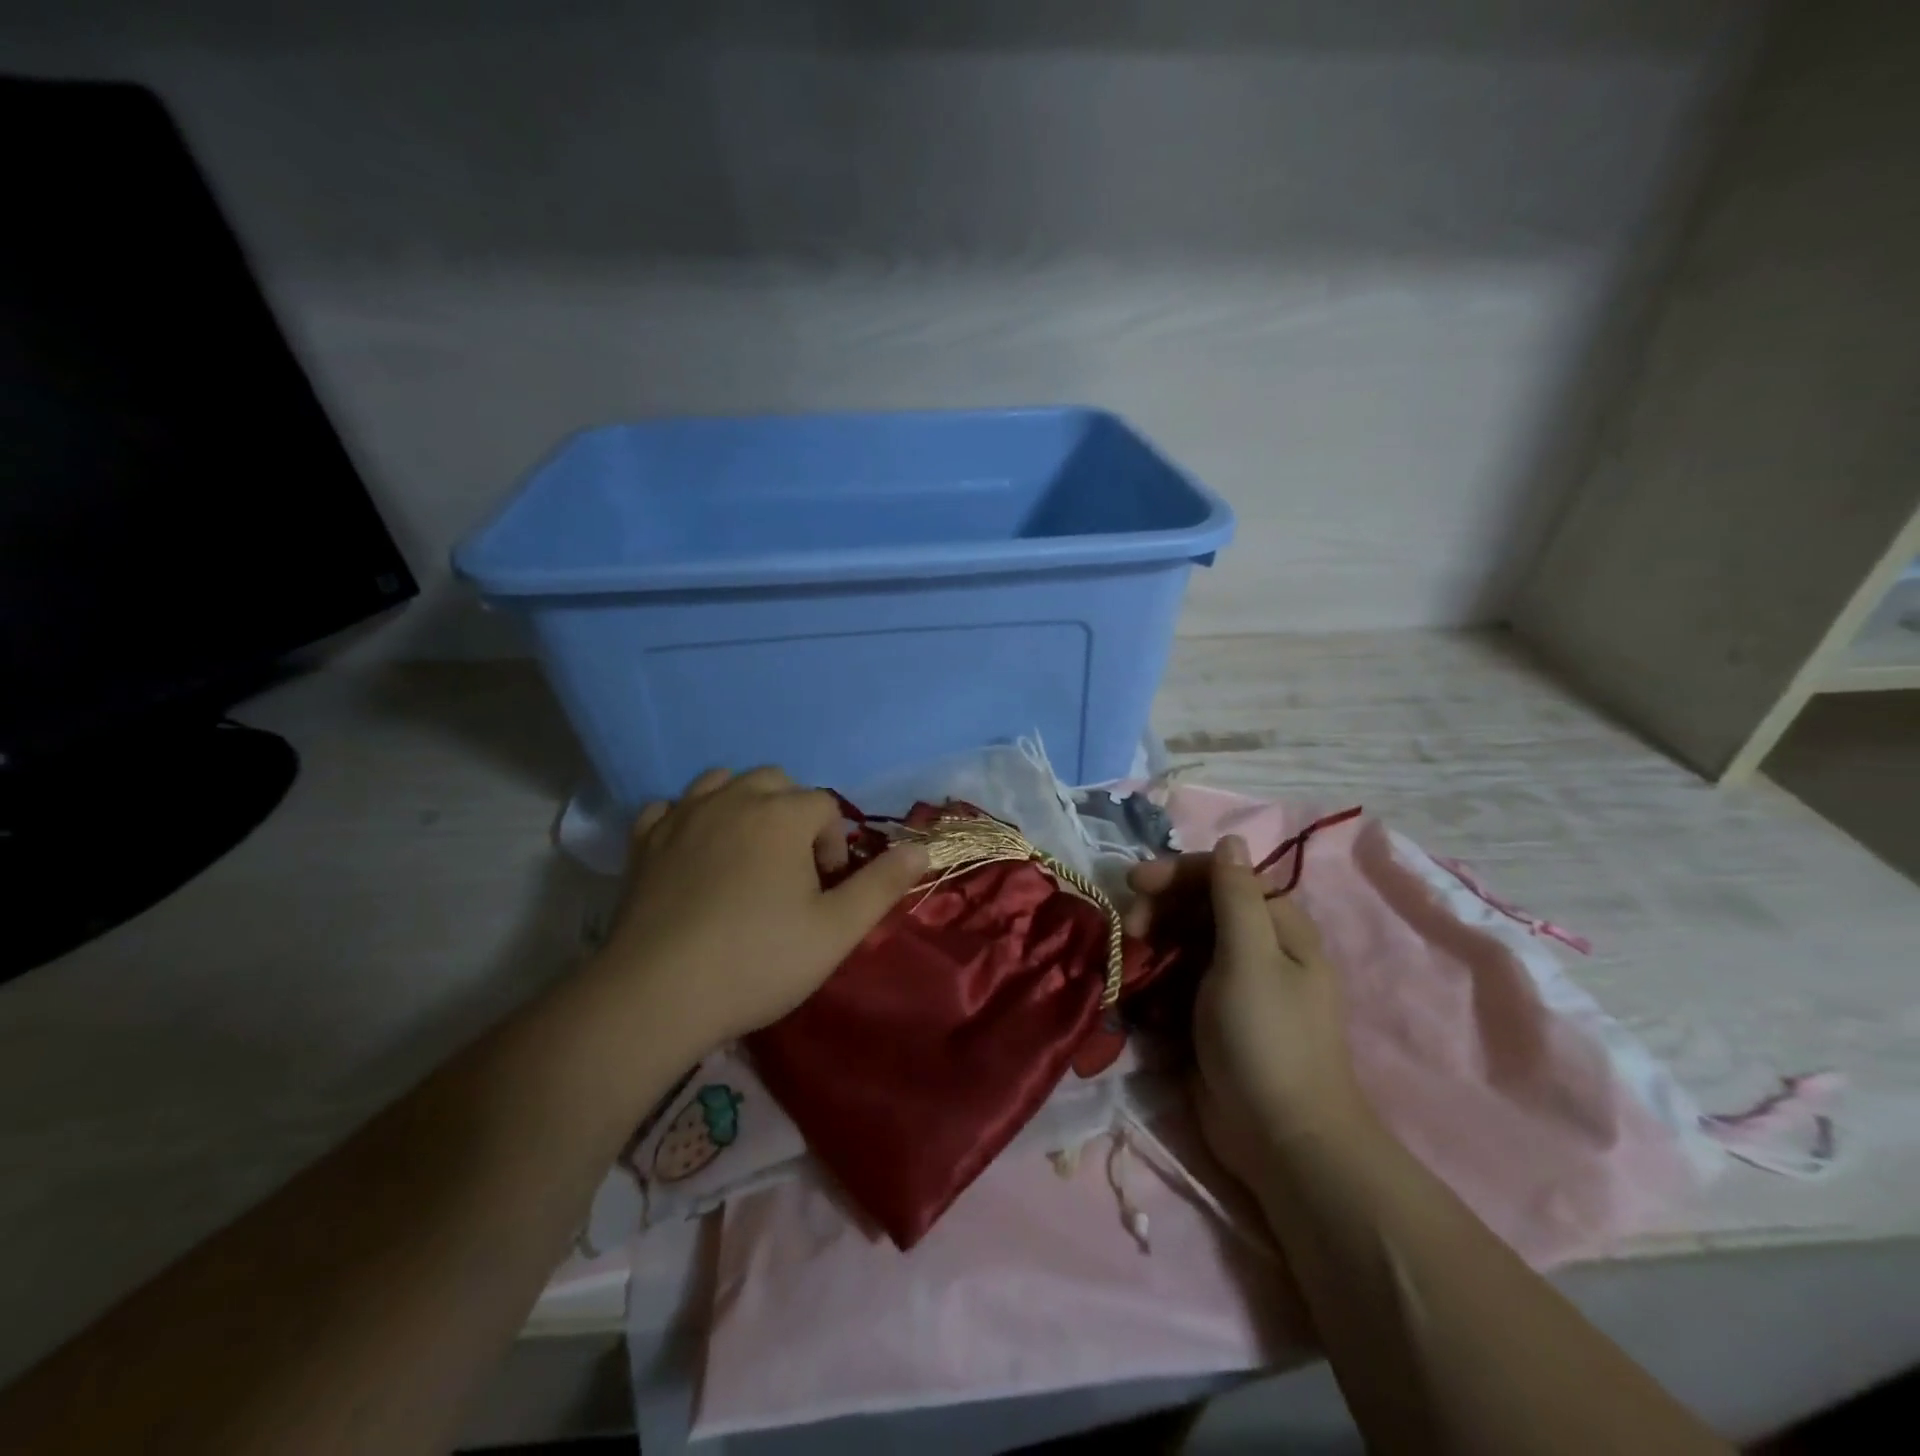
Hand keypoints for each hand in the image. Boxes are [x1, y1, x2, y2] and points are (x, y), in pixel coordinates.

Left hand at [591, 767, 927, 1052]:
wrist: (658, 995)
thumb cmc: (758, 961)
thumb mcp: (836, 931)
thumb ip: (882, 885)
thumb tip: (922, 849)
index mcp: (782, 815)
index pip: (824, 805)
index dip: (832, 843)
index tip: (823, 889)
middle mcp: (733, 799)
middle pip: (776, 782)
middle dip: (792, 814)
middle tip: (790, 870)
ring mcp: (682, 816)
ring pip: (722, 783)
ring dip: (742, 805)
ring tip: (745, 853)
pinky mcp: (644, 842)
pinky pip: (670, 808)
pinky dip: (687, 820)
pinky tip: (692, 854)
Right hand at [1126, 837, 1374, 1188]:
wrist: (1280, 1139)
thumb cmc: (1267, 1038)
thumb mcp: (1251, 958)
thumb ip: (1236, 896)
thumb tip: (1232, 839)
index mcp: (1278, 927)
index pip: (1223, 876)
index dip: (1177, 873)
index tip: (1133, 883)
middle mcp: (1257, 948)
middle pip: (1198, 907)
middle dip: (1159, 910)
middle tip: (1129, 930)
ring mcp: (1233, 984)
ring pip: (1182, 943)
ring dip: (1151, 945)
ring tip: (1127, 963)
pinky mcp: (1211, 1016)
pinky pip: (1176, 980)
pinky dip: (1154, 979)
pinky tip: (1137, 992)